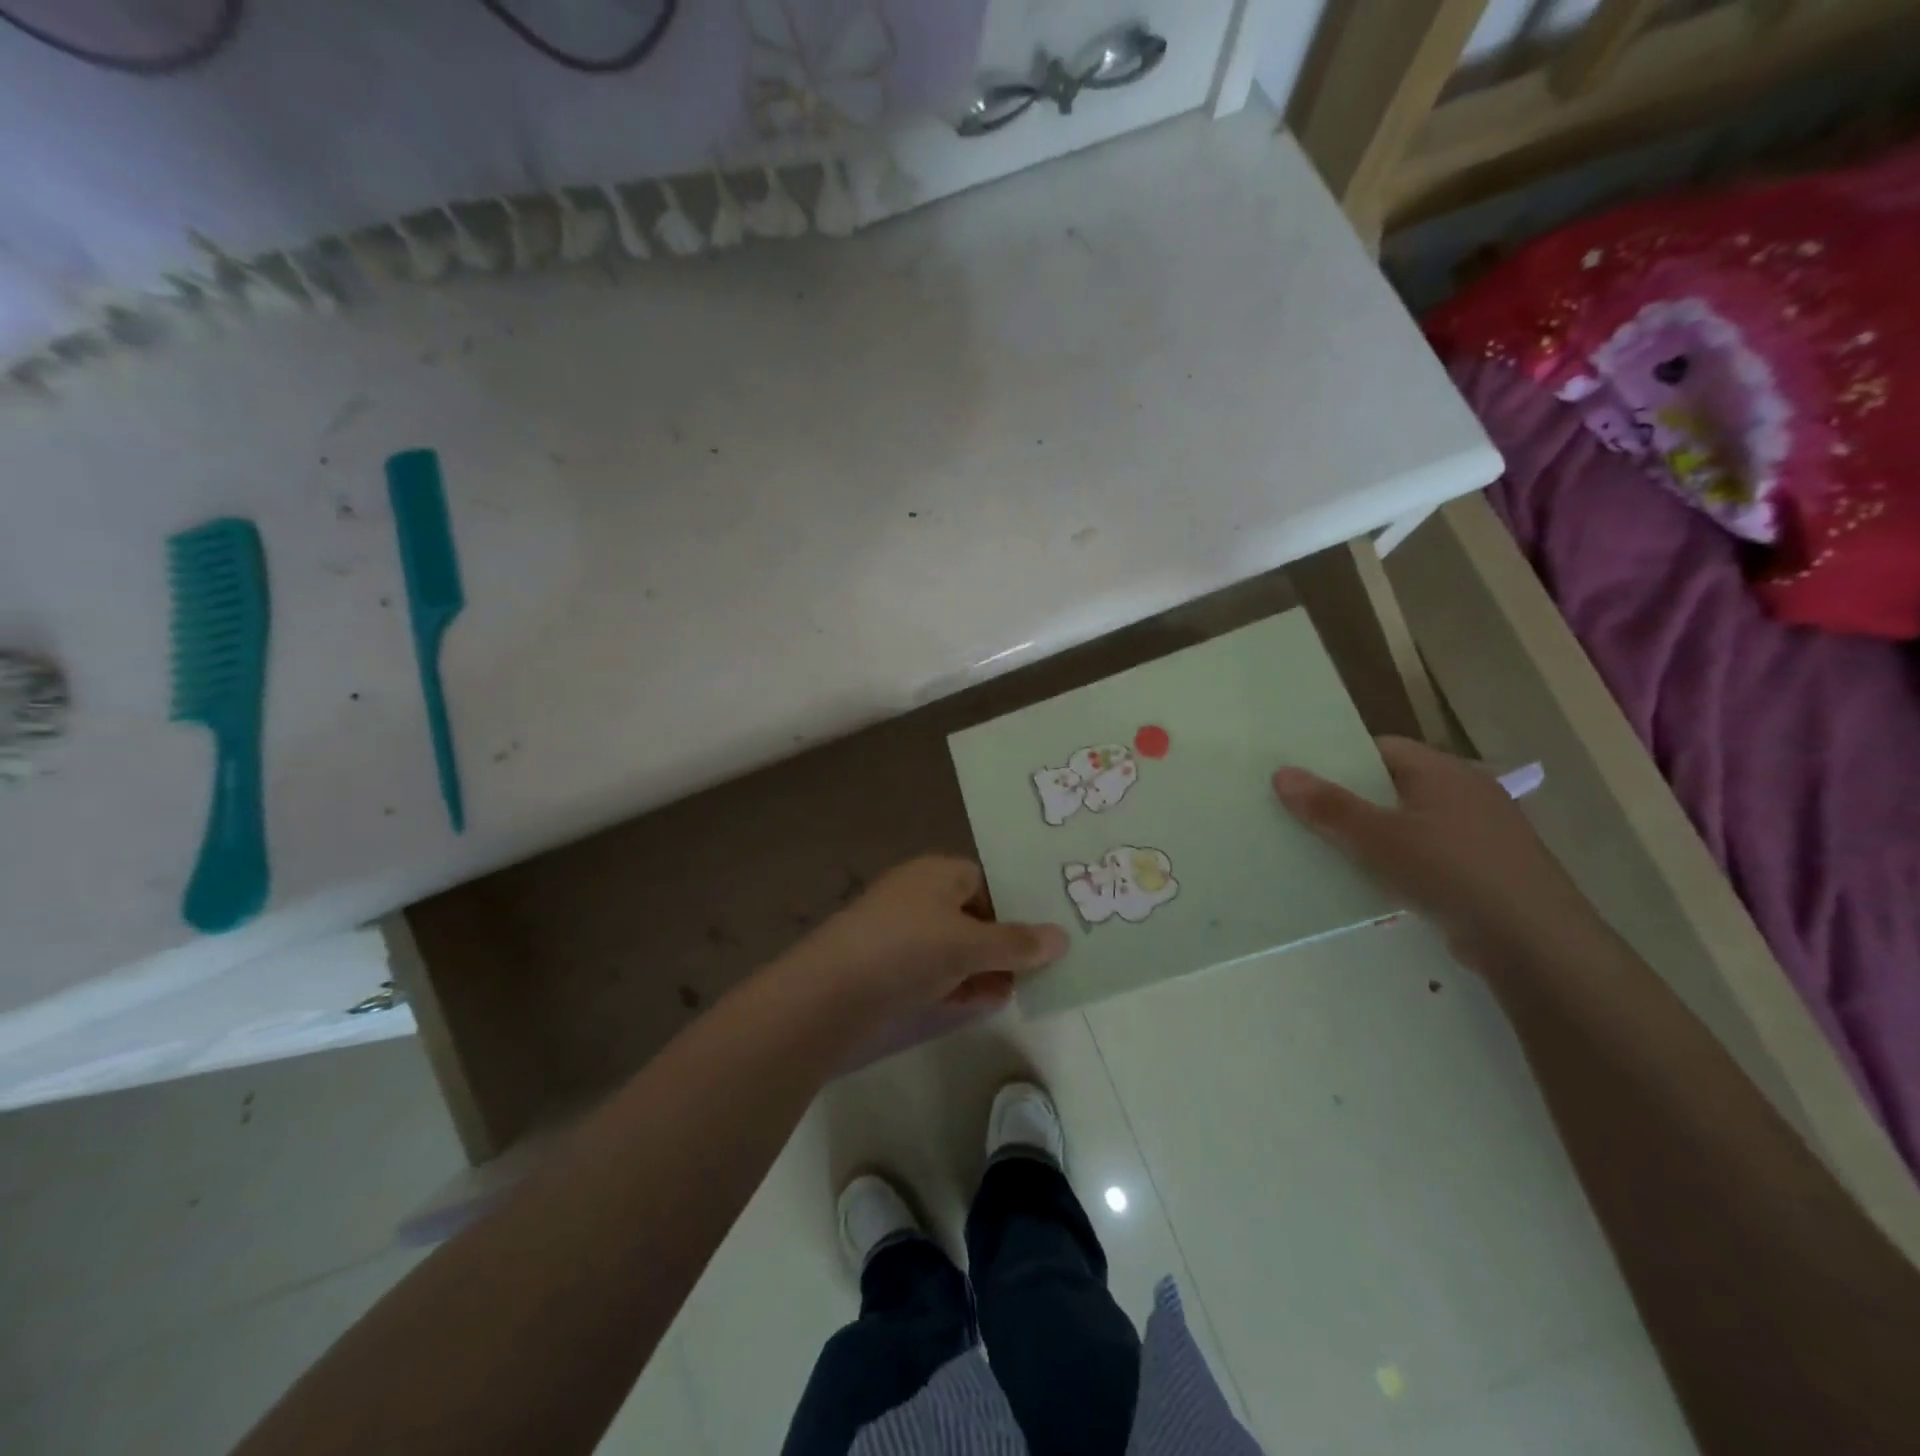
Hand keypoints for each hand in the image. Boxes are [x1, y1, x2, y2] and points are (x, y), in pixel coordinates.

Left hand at [779, 856, 1067, 1021]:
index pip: (985, 880)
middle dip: (1000, 943)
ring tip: (1011, 992)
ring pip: (952, 944)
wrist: (831, 990)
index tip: (1037, 939)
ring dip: (981, 967)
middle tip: (1033, 972)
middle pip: (971, 914)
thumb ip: (1018, 943)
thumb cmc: (909, 949)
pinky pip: (931, 967)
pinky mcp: (884, 962)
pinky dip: (955, 981)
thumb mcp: (971, 945)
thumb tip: (1063, 937)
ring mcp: (897, 928)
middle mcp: (917, 893)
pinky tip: (978, 1002)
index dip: (1012, 907)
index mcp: (937, 872)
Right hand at [1273, 736, 1605, 976]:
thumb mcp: (1379, 838)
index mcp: (1444, 772)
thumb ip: (1329, 806)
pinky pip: (1426, 856)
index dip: (1339, 759)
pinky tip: (1371, 884)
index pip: (1382, 748)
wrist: (1534, 944)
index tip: (1301, 777)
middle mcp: (1466, 793)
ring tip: (1326, 850)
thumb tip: (1281, 773)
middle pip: (1393, 786)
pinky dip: (1398, 864)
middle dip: (1350, 800)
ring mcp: (1479, 834)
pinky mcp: (1485, 871)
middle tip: (1302, 814)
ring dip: (1372, 836)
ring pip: (1408, 824)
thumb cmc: (1452, 872)